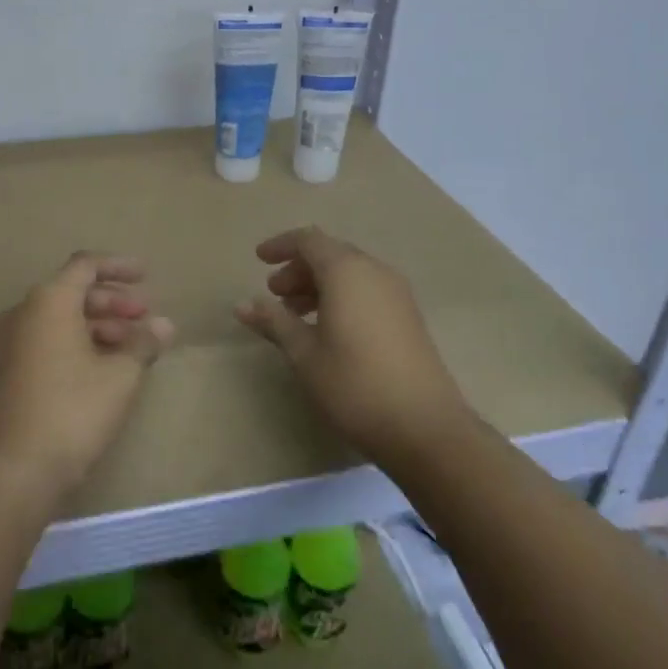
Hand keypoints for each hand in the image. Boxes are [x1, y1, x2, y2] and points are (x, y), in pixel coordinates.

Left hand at [0, 252, 174, 504]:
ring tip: (133, 347)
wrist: (13, 470)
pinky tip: (105, 367)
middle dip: (113, 301)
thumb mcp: (120, 376)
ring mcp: (11, 344)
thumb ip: (143, 343)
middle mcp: (24, 313)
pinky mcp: (8, 372)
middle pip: (73, 292)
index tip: (146, 276)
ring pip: (61, 319)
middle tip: (145, 317)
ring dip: (99, 325)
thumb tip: (164, 325)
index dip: (118, 267)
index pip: (85, 265)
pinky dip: (78, 343)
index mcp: (48, 301)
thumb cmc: (72, 411)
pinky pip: (48, 341)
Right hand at [235, 226, 469, 469]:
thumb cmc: (354, 384)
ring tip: (295, 315)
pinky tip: (327, 330)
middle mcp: (375, 272)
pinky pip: (367, 291)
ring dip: (319, 285)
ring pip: (350, 273)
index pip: (309, 240)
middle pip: (331, 254)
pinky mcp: (408, 317)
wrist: (425, 428)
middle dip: (299, 269)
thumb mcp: (304, 354)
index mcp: (347, 272)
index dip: (281, 246)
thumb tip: (242, 304)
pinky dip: (341, 297)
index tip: (258, 260)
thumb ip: (274, 321)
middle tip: (274, 294)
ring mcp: (397, 294)